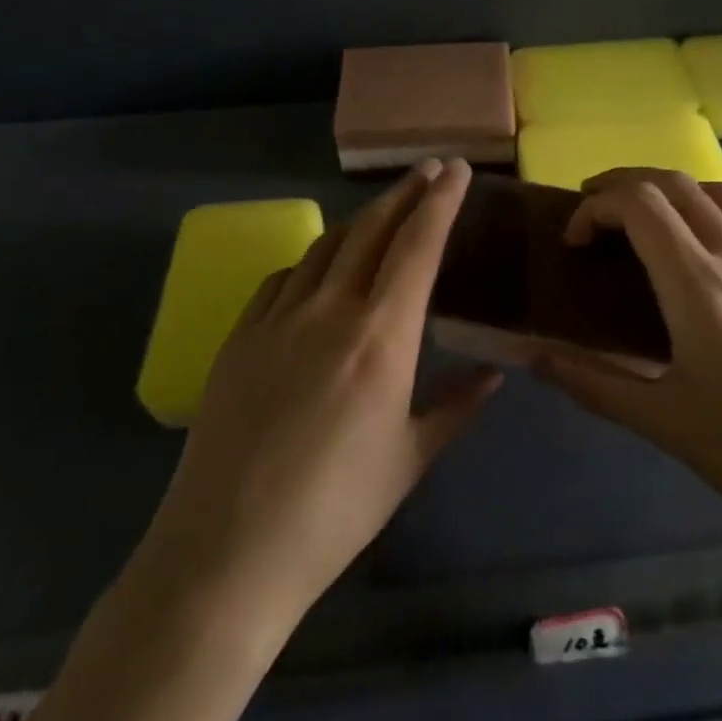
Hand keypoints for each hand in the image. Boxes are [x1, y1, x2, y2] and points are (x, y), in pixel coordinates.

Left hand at [145, 159, 501, 639]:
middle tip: (430, 170)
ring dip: (361, 220)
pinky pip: (283, 278)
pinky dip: (312, 260)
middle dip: (405, 192)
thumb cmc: (335, 510)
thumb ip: (456, 406)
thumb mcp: (410, 459)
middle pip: (372, 229)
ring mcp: (277, 318)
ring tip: (384, 214)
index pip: (418, 246)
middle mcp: (330, 310)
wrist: (227, 550)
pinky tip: (319, 272)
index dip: (441, 201)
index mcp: (381, 337)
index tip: (457, 169)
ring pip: (326, 245)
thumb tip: (494, 375)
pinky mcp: (239, 337)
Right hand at [535, 169, 721, 573]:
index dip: (595, 206)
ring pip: (713, 190)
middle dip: (622, 182)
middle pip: (674, 181)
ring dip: (666, 187)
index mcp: (700, 285)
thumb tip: (532, 356)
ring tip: (638, 219)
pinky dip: (703, 208)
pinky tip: (694, 254)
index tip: (573, 242)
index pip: (640, 203)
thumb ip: (593, 382)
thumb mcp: (665, 423)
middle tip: (589, 213)